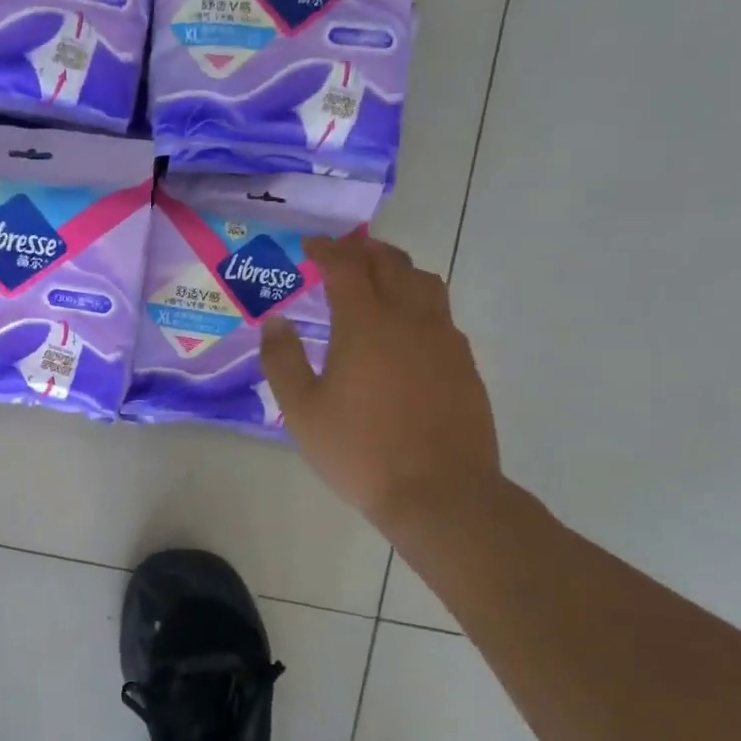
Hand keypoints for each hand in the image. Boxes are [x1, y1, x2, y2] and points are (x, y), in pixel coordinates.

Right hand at [260, 234, 502, 531]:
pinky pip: (441, 315)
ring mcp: (445, 340)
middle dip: (363, 251)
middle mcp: (410, 318)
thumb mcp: (302, 411)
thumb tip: (276, 322)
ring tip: (376, 282)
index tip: (309, 247)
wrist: (441, 493)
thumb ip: (283, 360)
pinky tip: (405, 331)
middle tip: (340, 257)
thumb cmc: (361, 451)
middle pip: (391, 263)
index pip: (346, 266)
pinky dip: (418, 303)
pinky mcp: (464, 363)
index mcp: (366, 324)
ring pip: (425, 282)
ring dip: (397, 270)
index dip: (326, 250)